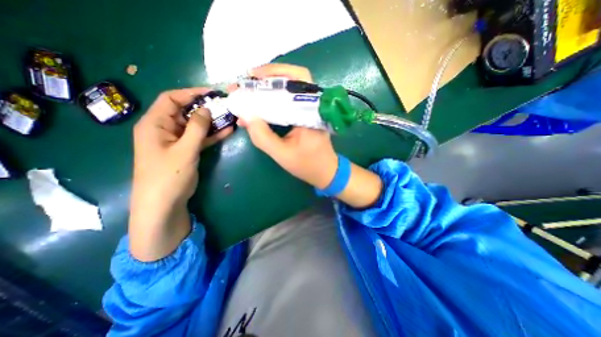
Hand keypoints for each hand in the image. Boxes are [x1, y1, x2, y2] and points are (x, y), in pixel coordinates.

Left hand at [129, 89, 231, 260]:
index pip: (171, 99)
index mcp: (155, 124)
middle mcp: (165, 129)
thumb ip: (197, 128)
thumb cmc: (168, 175)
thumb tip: (206, 109)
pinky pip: (200, 138)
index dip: (191, 93)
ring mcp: (177, 140)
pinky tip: (227, 131)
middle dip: (205, 108)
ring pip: (196, 126)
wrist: (164, 203)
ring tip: (230, 117)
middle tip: (225, 106)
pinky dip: (212, 134)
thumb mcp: (184, 149)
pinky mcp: (186, 150)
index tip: (212, 92)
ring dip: (212, 122)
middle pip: (186, 112)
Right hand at [233, 63, 337, 188]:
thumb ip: (263, 137)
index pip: (296, 79)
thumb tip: (246, 116)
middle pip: (293, 78)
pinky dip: (274, 99)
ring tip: (251, 89)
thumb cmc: (307, 164)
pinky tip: (261, 103)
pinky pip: (289, 101)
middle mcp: (313, 106)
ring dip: (270, 86)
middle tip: (247, 81)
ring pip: (291, 89)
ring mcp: (310, 110)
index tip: (251, 77)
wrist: (325, 172)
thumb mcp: (282, 154)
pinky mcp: (306, 116)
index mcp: (311, 112)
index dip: (273, 73)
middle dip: (268, 77)